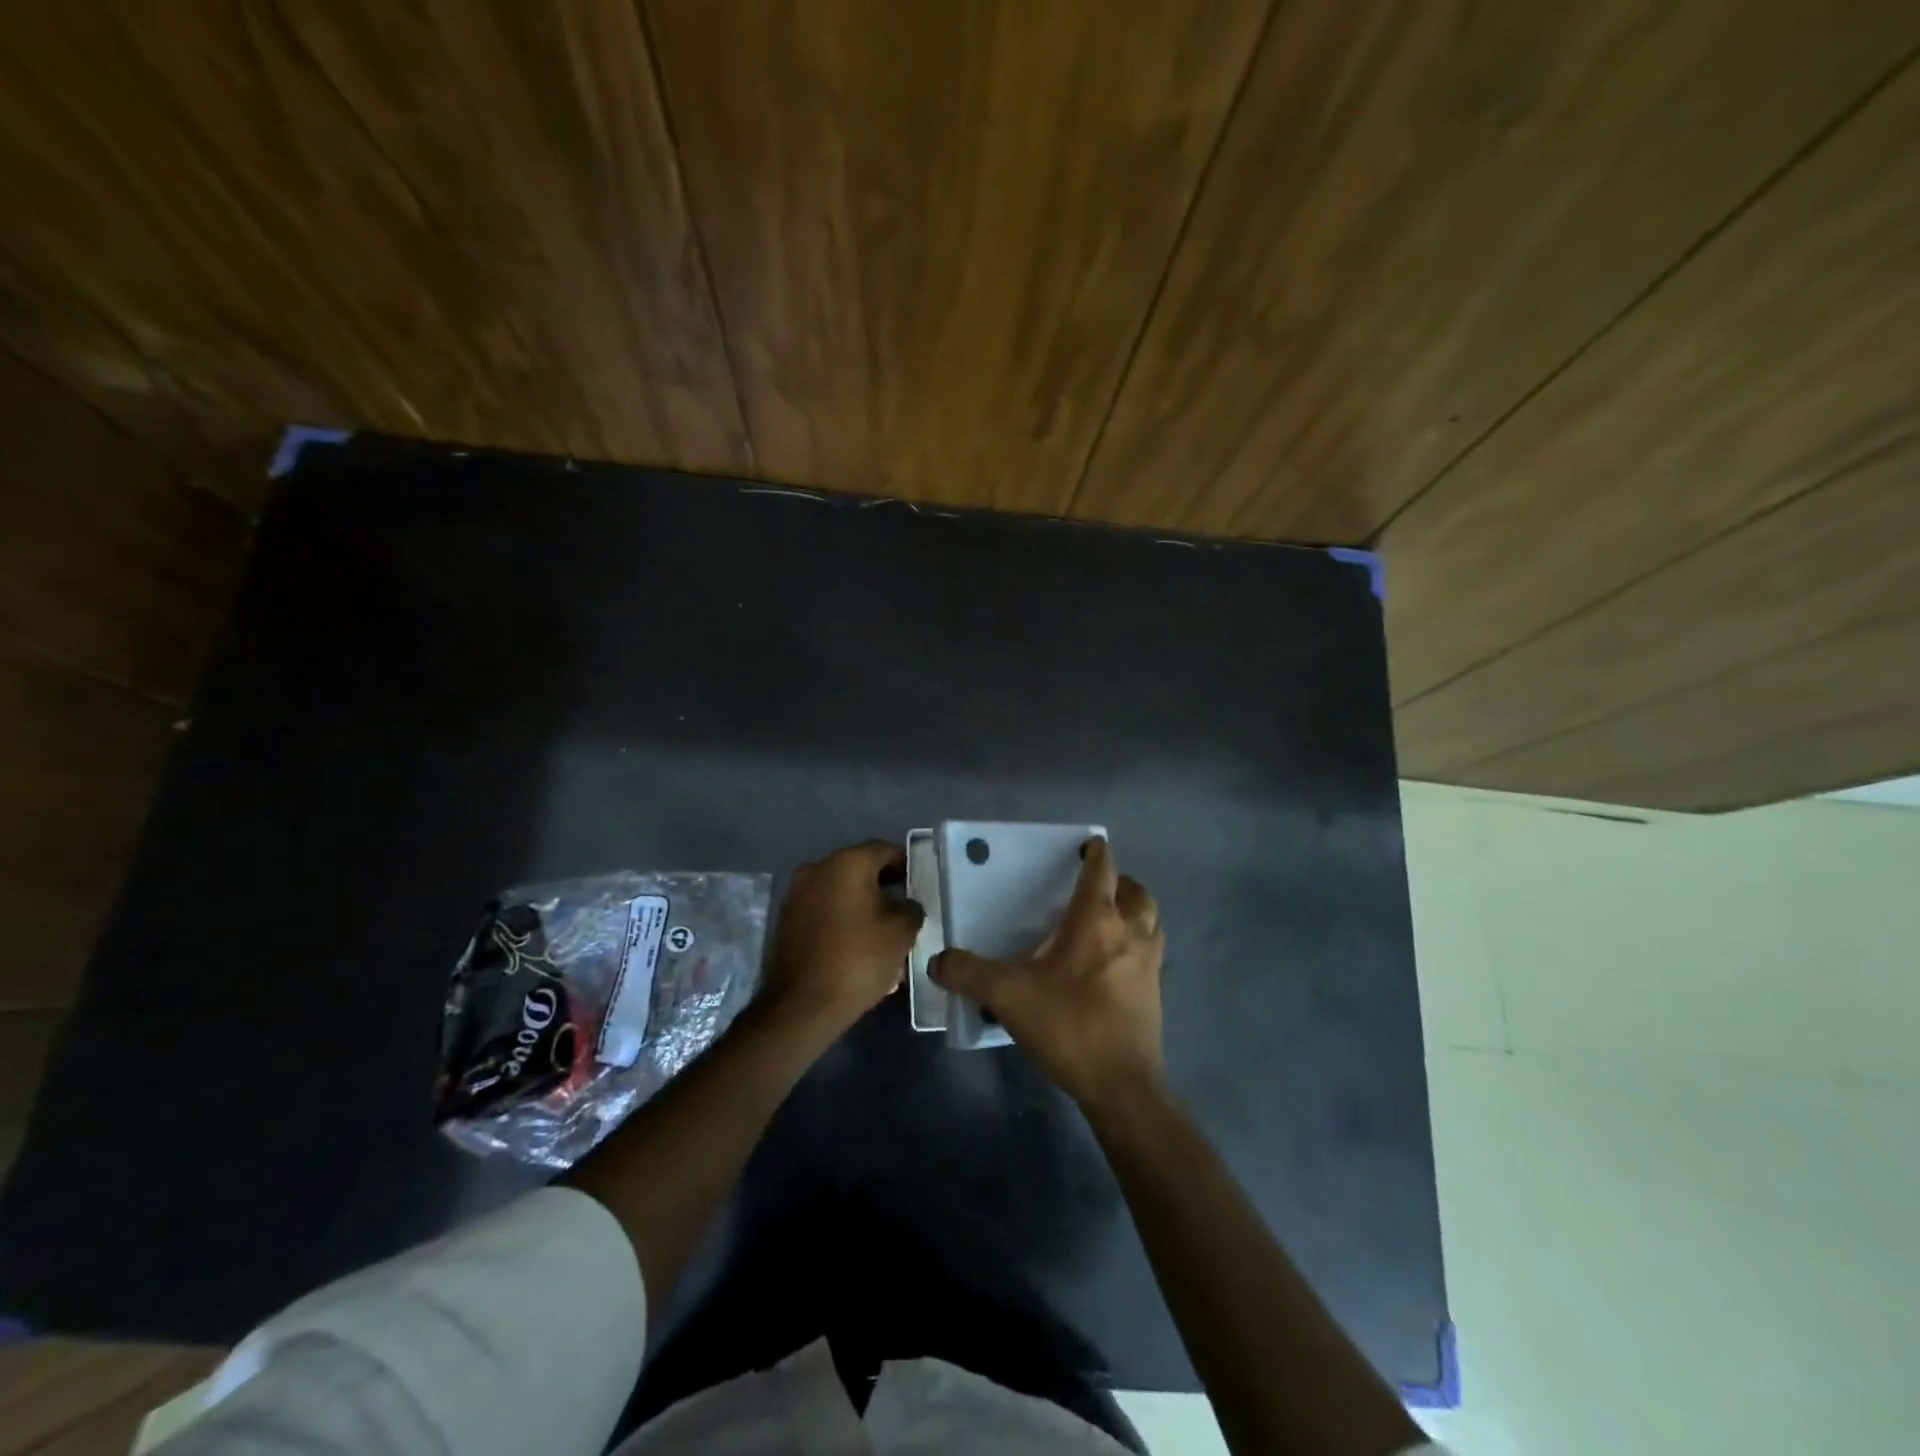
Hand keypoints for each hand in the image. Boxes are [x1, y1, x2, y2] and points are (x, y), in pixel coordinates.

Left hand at [758, 840, 923, 1034]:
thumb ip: (911, 909)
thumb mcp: (901, 933)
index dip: (907, 867)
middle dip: (883, 887)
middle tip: (903, 912)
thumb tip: (906, 905)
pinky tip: (855, 945)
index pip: (885, 850)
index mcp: (847, 863)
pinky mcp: (786, 919)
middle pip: (860, 869)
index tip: (919, 889)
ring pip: (839, 891)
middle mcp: (817, 868)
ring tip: (880, 933)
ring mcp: (796, 894)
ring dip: (861, 904)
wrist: (802, 1005)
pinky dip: (841, 919)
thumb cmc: (858, 960)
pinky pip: (822, 909)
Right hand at [932, 839, 1165, 1109]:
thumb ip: (969, 973)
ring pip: (1151, 920)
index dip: (1097, 853)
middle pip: (1136, 892)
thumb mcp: (1007, 995)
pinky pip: (1151, 951)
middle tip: (1098, 885)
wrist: (1121, 1084)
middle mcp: (1130, 932)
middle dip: (1120, 882)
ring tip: (1112, 918)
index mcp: (1097, 920)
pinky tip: (1116, 962)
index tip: (1090, 843)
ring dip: (1135, 910)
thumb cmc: (1068, 1024)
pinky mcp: (1155, 992)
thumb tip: (937, 960)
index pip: (1102, 871)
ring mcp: (1149, 963)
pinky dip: (1139, 942)